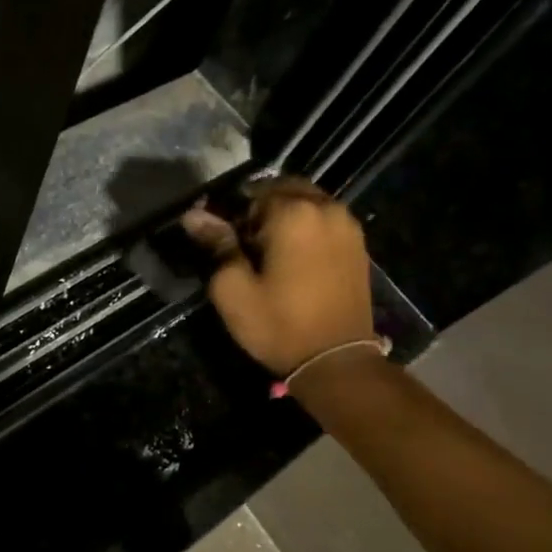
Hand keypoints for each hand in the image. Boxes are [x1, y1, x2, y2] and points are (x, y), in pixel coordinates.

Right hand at [181, 179, 379, 375]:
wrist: (337, 362)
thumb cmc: (279, 324)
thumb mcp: (233, 288)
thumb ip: (217, 244)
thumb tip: (194, 215)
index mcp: (293, 212)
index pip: (250, 193)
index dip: (230, 212)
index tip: (221, 238)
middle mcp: (325, 208)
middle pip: (282, 189)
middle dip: (259, 208)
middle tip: (244, 243)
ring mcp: (347, 226)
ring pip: (306, 202)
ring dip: (284, 215)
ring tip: (268, 250)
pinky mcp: (358, 245)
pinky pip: (324, 220)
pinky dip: (306, 227)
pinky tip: (293, 257)